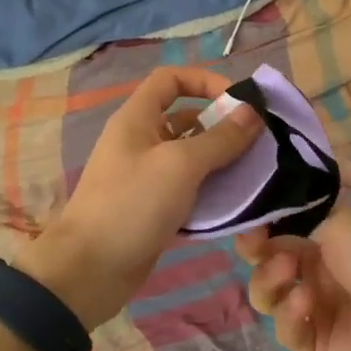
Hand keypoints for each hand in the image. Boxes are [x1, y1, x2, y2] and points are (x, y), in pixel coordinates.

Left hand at [26, 66, 261, 328]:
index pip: (171, 79)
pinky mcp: (153, 207)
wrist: (89, 271)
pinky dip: (211, 192)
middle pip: (186, 118)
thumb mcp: (180, 165)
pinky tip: (237, 204)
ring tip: (257, 173)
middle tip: (260, 143)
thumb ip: (220, 138)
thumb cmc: (132, 204)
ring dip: (222, 161)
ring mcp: (146, 175)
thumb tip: (252, 111)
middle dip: (223, 126)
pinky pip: (188, 189)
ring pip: (191, 157)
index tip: (240, 102)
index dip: (205, 81)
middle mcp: (141, 140)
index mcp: (138, 118)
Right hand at [238, 202, 350, 350]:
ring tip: (289, 273)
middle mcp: (322, 262)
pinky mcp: (316, 340)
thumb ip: (302, 208)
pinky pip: (285, 327)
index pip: (283, 218)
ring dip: (269, 278)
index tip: (249, 213)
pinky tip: (307, 304)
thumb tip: (274, 202)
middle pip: (269, 254)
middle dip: (256, 247)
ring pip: (269, 291)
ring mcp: (318, 302)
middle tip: (255, 245)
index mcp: (332, 228)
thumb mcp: (349, 214)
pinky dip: (288, 313)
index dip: (262, 215)